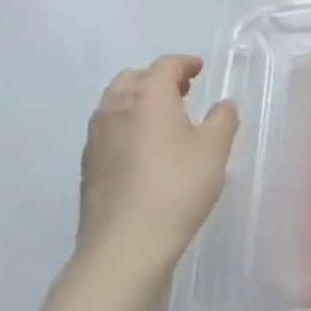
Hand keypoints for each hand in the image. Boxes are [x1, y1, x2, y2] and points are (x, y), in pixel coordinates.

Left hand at [77, 55, 237, 281]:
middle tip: (182, 91)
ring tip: (163, 120)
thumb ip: (223, 119)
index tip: (199, 69)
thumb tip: (222, 105)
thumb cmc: (177, 186)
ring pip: (115, 104)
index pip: (165, 65)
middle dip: (157, 79)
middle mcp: (116, 108)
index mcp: (148, 95)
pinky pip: (108, 131)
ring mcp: (96, 139)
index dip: (185, 63)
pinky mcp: (88, 167)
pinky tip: (144, 151)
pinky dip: (126, 128)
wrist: (124, 246)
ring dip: (138, 102)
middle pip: (133, 78)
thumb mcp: (215, 148)